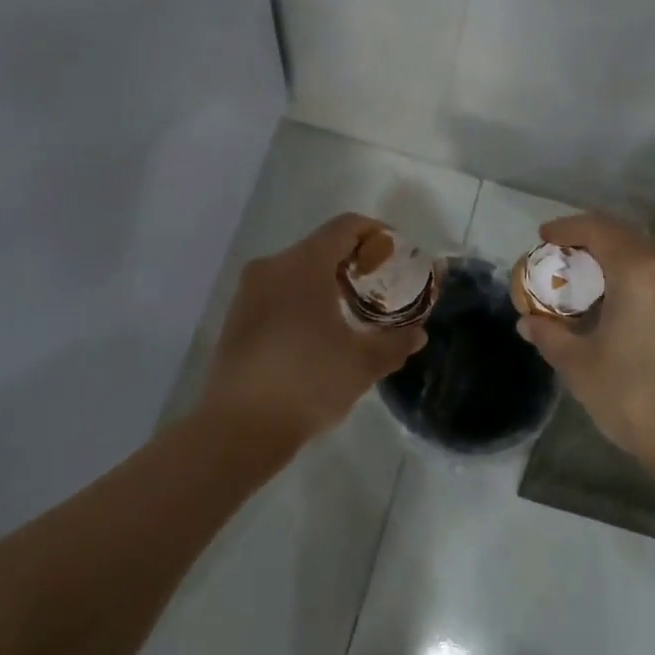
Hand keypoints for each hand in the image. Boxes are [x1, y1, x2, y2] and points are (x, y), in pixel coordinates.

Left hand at [202, 213, 427, 444]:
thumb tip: (418, 333)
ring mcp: (248, 291)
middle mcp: (272, 266)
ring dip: (326, 283)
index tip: (396, 256)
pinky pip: (277, 293)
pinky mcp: (236, 317)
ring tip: (351, 314)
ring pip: (296, 271)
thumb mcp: (363, 363)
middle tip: (380, 288)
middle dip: (354, 262)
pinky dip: (302, 300)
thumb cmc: (308, 382)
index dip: (376, 234)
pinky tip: (317, 335)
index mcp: (304, 264)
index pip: (346, 226)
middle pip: (321, 246)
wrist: (238, 427)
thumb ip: (395, 342)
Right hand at [516, 213, 654, 469]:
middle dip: (586, 239)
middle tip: (557, 255)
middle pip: (621, 235)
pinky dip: (628, 272)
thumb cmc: (634, 397)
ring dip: (609, 255)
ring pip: (641, 252)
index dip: (566, 228)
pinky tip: (609, 298)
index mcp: (638, 272)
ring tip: (579, 276)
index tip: (542, 237)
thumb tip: (527, 322)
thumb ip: (549, 334)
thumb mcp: (579, 366)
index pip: (596, 229)